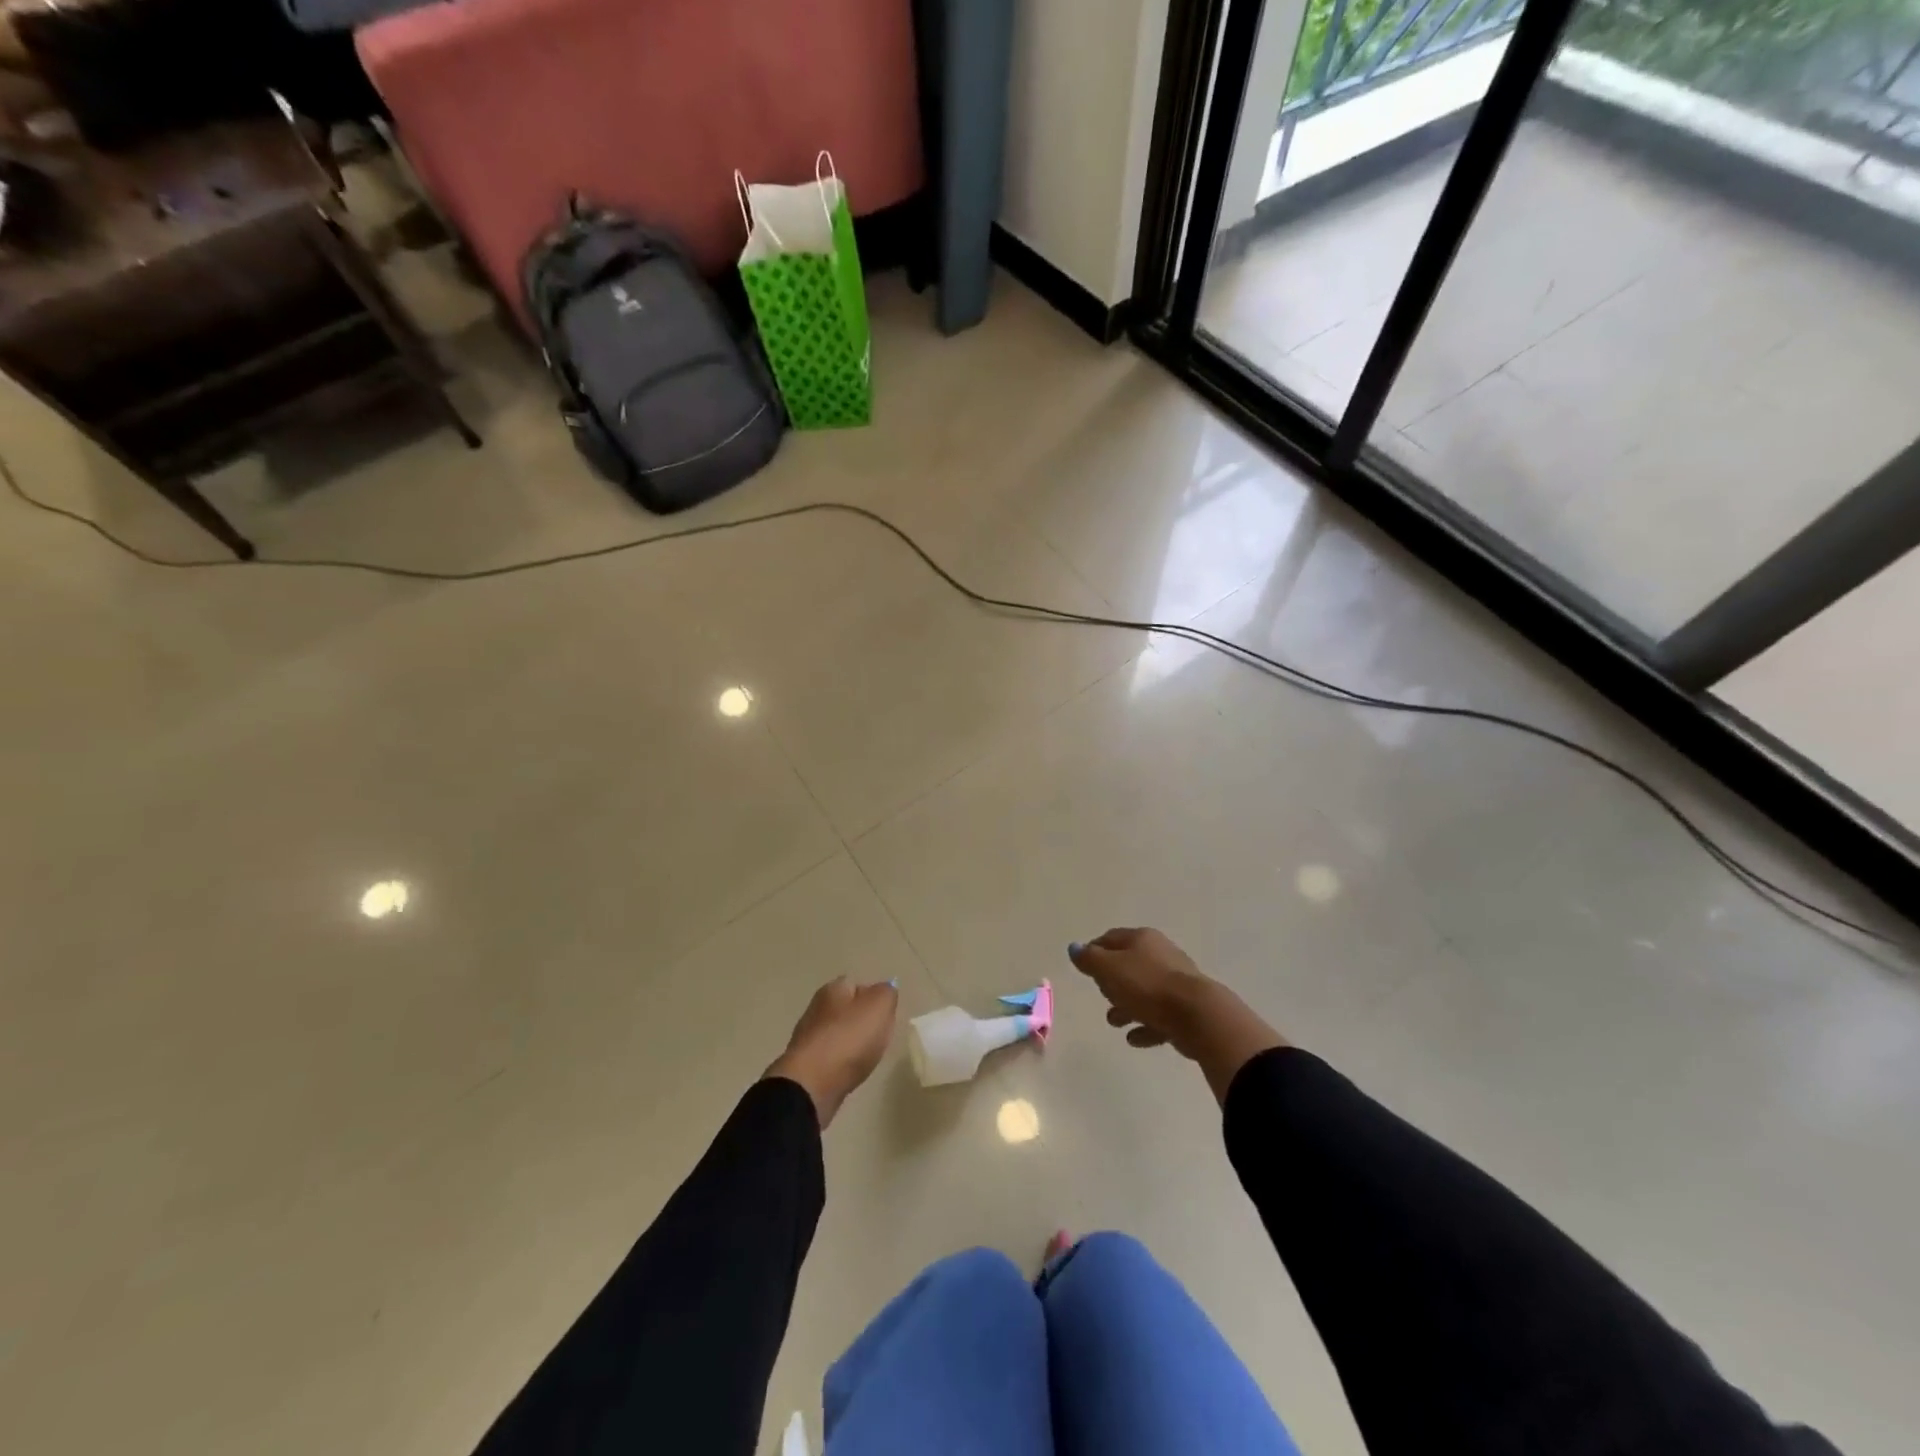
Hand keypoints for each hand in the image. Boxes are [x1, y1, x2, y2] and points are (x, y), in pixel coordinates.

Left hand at [765, 977, 898, 1128]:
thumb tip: (885, 989)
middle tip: (880, 1035)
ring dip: (851, 1042)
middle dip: (862, 1020)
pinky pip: (831, 1058)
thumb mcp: (879, 1006)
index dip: (874, 997)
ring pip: (838, 1034)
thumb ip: (887, 993)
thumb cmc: (849, 1039)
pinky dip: (842, 1063)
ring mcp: (808, 1038)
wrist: (811, 1086)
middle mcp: (816, 1008)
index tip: (887, 1014)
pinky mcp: (806, 1066)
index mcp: (832, 989)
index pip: (856, 984)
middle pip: (846, 1009)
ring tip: (868, 1055)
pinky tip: (851, 1071)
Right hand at [1069, 928, 1286, 1102]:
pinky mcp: (1186, 1008)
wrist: (1197, 1015)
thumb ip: (1089, 959)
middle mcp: (1161, 955)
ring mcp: (1176, 982)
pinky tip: (1134, 1038)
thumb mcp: (1108, 969)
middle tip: (1100, 993)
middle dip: (1112, 981)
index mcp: (1142, 939)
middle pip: (1129, 964)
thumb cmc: (1146, 986)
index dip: (1094, 950)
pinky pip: (1159, 1015)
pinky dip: (1145, 1024)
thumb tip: (1075, 948)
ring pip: (1144, 991)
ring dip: (1127, 1006)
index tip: (1083, 967)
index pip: (1111, 938)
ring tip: (1114, 1022)